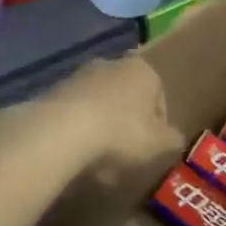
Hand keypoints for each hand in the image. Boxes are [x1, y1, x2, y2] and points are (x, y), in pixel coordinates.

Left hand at [0, 55, 183, 179]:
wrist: (61, 132)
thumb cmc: (121, 133)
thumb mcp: (160, 144)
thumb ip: (172, 140)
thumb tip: (173, 138)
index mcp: (142, 70)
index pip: (159, 97)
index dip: (159, 126)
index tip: (152, 149)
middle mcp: (110, 64)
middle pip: (127, 99)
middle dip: (128, 125)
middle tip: (127, 156)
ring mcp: (78, 76)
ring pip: (99, 106)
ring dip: (101, 129)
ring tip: (99, 162)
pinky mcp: (52, 92)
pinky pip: (73, 115)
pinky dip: (77, 132)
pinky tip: (76, 156)